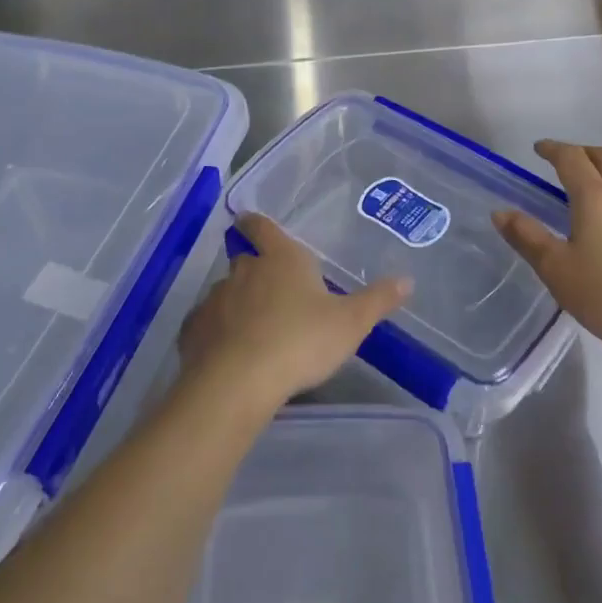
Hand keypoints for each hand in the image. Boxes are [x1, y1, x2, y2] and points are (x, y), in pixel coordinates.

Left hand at [179, 213, 410, 413]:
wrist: (239, 381)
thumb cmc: (301, 341)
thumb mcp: (350, 323)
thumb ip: (377, 300)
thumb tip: (407, 280)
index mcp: (281, 259)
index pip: (264, 228)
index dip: (257, 223)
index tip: (248, 221)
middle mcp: (244, 271)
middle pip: (246, 262)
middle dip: (256, 272)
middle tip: (272, 293)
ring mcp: (215, 299)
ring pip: (226, 295)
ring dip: (237, 306)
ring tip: (253, 332)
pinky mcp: (194, 331)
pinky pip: (206, 327)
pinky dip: (215, 335)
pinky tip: (227, 355)